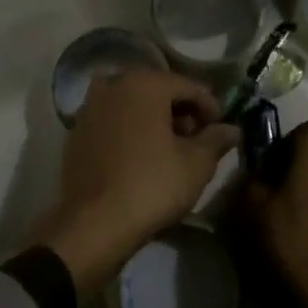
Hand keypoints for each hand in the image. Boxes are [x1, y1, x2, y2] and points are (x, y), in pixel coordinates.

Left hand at [36, 68, 239, 293]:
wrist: (94, 224)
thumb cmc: (152, 185)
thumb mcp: (197, 164)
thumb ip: (216, 139)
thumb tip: (231, 129)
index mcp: (144, 83)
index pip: (189, 86)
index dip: (210, 106)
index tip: (221, 130)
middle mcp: (113, 85)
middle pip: (158, 91)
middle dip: (181, 112)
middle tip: (197, 140)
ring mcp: (89, 108)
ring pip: (132, 105)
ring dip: (154, 121)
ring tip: (170, 151)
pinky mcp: (75, 132)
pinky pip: (112, 123)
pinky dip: (130, 131)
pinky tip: (141, 158)